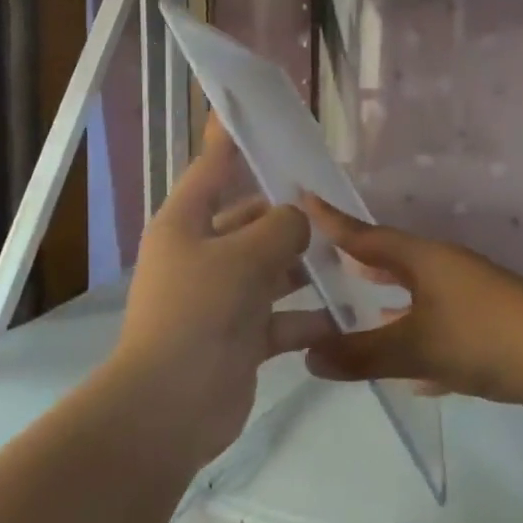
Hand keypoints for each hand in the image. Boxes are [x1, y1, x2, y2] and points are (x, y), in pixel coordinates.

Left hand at [107, 119, 336, 469]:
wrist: (168, 410)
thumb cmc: (199, 314)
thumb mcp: (244, 258)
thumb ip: (281, 228)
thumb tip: (300, 219)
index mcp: (186, 224)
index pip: (211, 169)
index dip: (229, 140)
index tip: (249, 113)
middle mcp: (201, 254)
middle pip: (251, 220)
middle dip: (291, 216)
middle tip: (338, 204)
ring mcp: (220, 298)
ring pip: (271, 269)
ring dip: (307, 267)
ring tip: (353, 256)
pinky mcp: (240, 337)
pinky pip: (281, 317)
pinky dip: (308, 317)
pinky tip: (347, 314)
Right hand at [300, 197, 522, 412]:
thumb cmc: (483, 337)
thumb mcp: (417, 347)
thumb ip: (362, 354)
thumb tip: (307, 356)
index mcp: (424, 260)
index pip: (366, 235)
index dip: (332, 221)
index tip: (302, 197)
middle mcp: (445, 270)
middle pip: (393, 260)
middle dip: (361, 263)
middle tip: (325, 262)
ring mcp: (470, 296)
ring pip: (418, 295)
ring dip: (390, 304)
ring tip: (359, 313)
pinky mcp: (488, 326)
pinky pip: (440, 327)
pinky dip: (419, 341)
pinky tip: (411, 372)